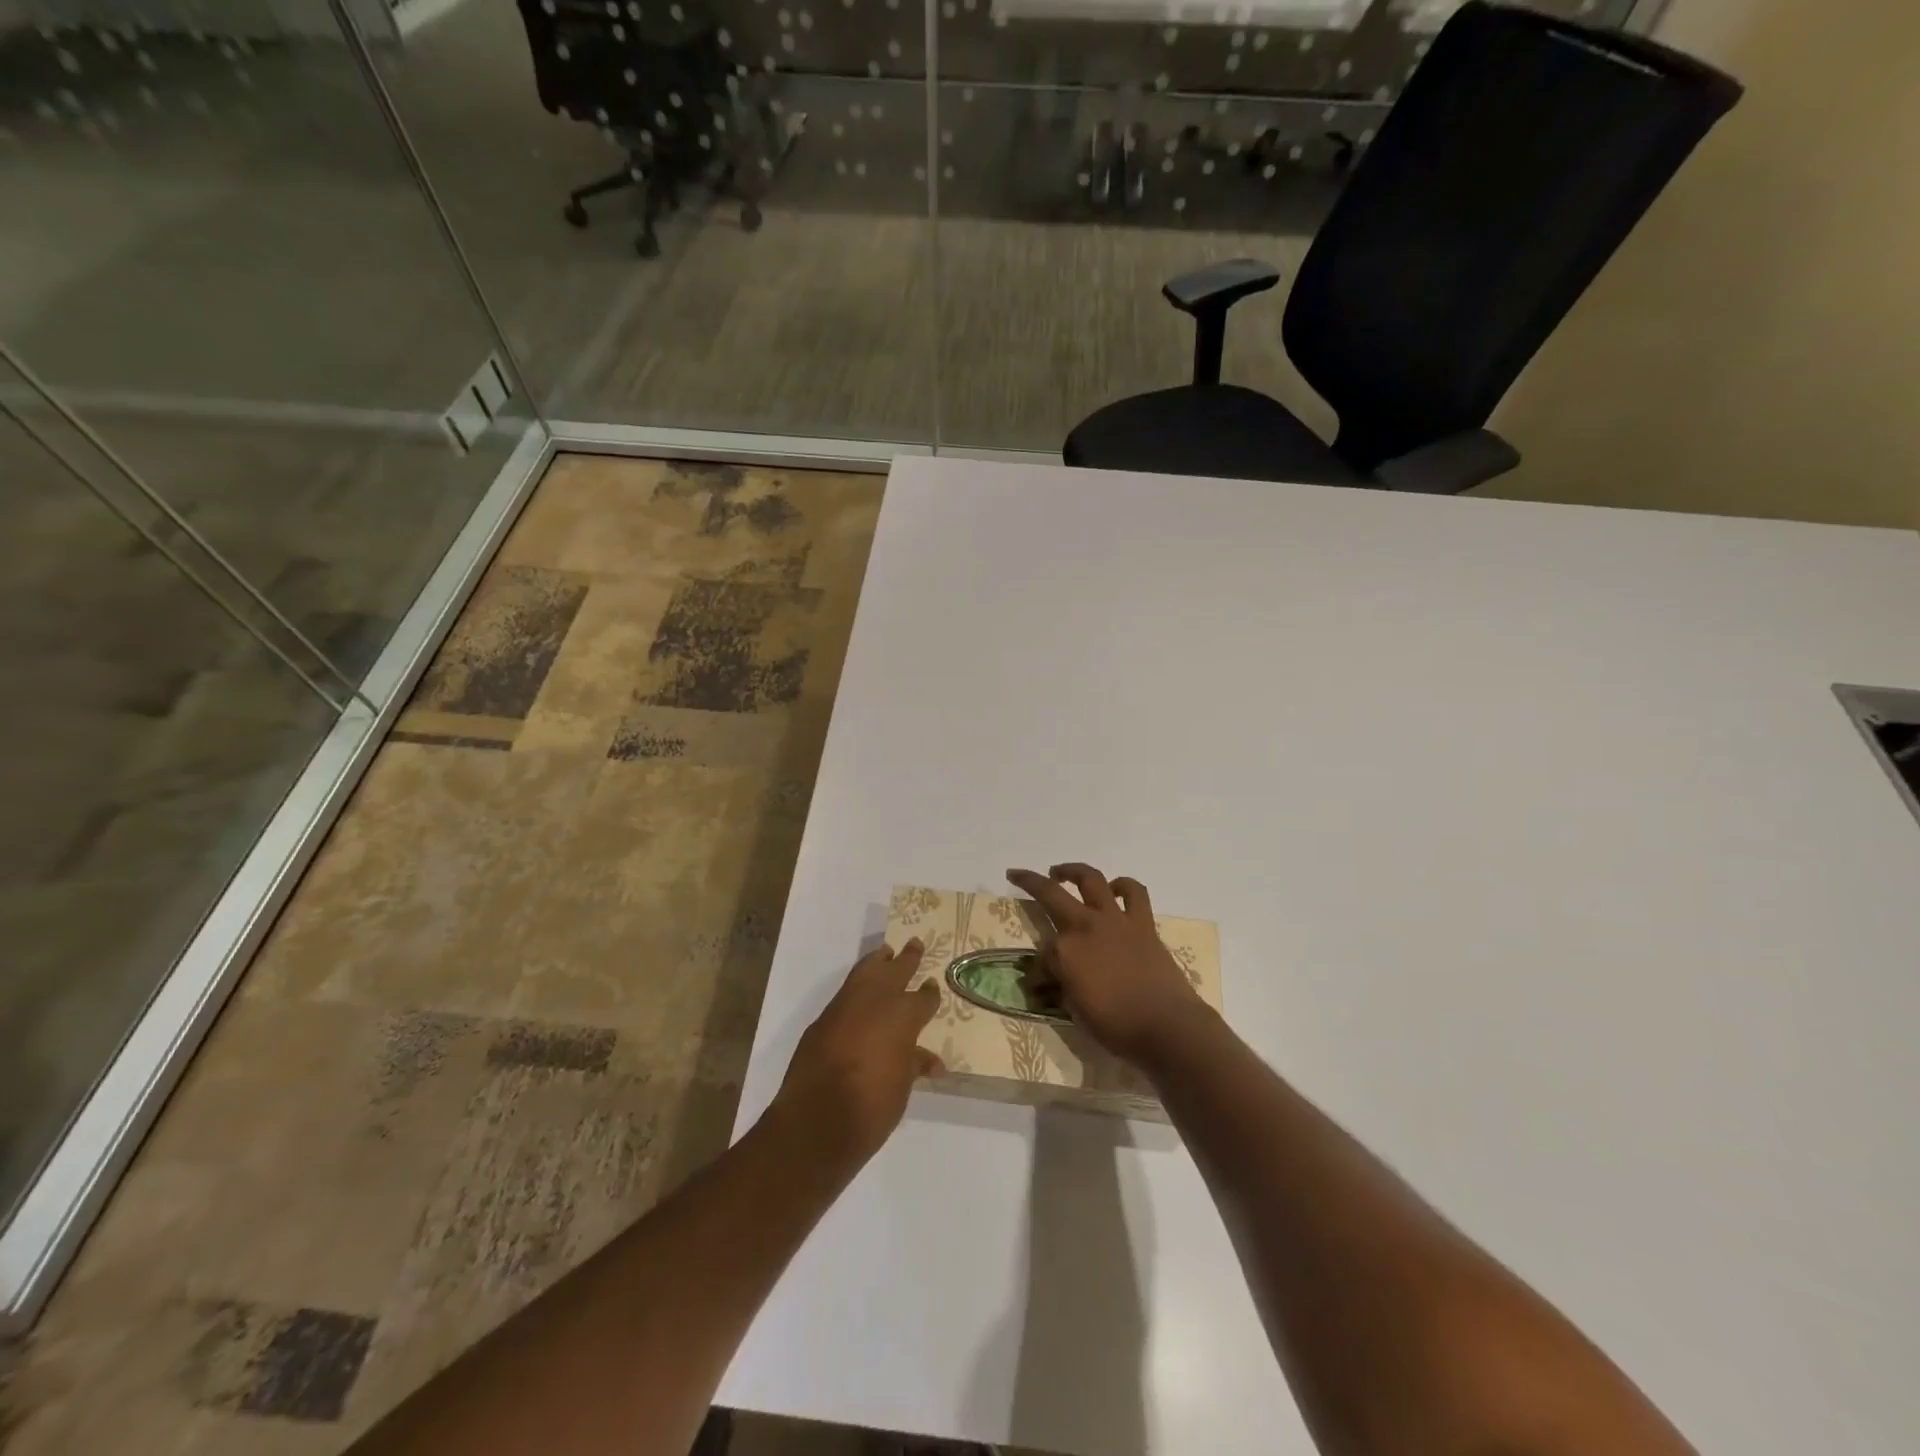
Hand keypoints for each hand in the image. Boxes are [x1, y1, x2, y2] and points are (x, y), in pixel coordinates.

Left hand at [772, 940, 942, 1165]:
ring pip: (865, 971)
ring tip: (885, 952)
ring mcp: (846, 1006)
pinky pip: (846, 991)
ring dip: (877, 961)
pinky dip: (857, 984)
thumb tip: (932, 1062)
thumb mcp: (902, 1087)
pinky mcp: (823, 1019)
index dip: (929, 994)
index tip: (932, 986)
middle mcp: (876, 1001)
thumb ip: (914, 1065)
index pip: (922, 998)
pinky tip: (860, 989)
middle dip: (907, 959)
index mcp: (903, 1016)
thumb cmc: (872, 1106)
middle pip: (896, 971)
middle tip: (915, 944)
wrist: (817, 1120)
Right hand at [1006, 863, 1206, 1065]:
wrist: (1167, 1027)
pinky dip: (1123, 886)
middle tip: (1018, 875)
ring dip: (1073, 871)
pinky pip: (1134, 892)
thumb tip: (1047, 980)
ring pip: (1090, 879)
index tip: (1041, 981)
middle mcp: (1084, 926)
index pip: (1041, 951)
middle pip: (1050, 893)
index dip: (1039, 966)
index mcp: (1064, 951)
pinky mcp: (1142, 922)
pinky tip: (1115, 889)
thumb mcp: (1075, 1012)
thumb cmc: (1117, 1027)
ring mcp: (1115, 919)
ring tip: (1061, 872)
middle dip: (1029, 881)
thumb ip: (1059, 986)